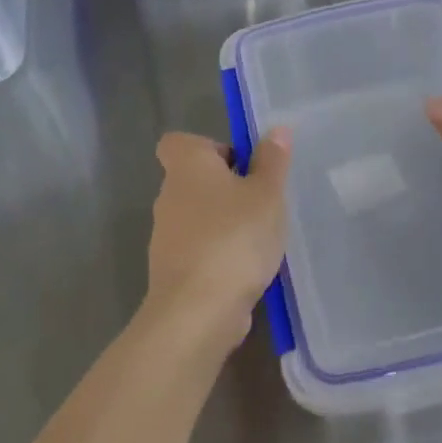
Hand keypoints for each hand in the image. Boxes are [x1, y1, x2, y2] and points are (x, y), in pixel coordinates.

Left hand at [145, 129, 291, 351]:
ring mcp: (166, 237)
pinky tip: (247, 269)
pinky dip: (219, 254)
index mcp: (187, 167)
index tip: (239, 163)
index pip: (178, 142)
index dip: (208, 147)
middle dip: (225, 187)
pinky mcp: (172, 272)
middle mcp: (169, 196)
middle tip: (261, 201)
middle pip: (193, 180)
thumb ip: (272, 161)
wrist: (197, 312)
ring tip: (260, 237)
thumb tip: (276, 130)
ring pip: (197, 217)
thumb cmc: (234, 238)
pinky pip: (198, 250)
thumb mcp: (267, 194)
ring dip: (224, 222)